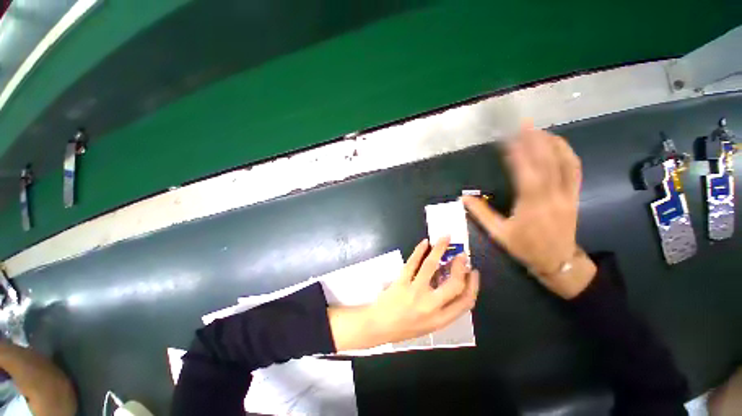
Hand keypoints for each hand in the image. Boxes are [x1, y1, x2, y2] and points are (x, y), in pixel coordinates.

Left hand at [329, 237, 479, 350]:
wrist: (379, 326)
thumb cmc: (405, 327)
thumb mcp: (429, 324)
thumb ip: (443, 308)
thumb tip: (450, 282)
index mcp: (440, 319)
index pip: (466, 302)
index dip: (473, 285)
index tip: (474, 272)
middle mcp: (431, 305)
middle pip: (454, 283)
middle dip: (460, 266)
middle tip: (462, 254)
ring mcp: (415, 292)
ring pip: (431, 266)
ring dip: (440, 249)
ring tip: (445, 238)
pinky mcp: (401, 282)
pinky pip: (412, 262)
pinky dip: (419, 250)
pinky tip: (425, 243)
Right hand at [461, 123, 595, 298]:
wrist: (558, 262)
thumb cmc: (526, 248)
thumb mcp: (499, 234)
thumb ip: (480, 214)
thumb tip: (463, 197)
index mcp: (531, 205)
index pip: (524, 172)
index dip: (517, 152)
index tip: (507, 138)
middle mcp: (552, 196)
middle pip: (545, 162)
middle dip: (534, 140)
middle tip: (523, 124)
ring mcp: (567, 194)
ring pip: (564, 162)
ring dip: (551, 142)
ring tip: (538, 130)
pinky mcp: (574, 195)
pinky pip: (574, 170)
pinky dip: (567, 153)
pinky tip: (557, 144)